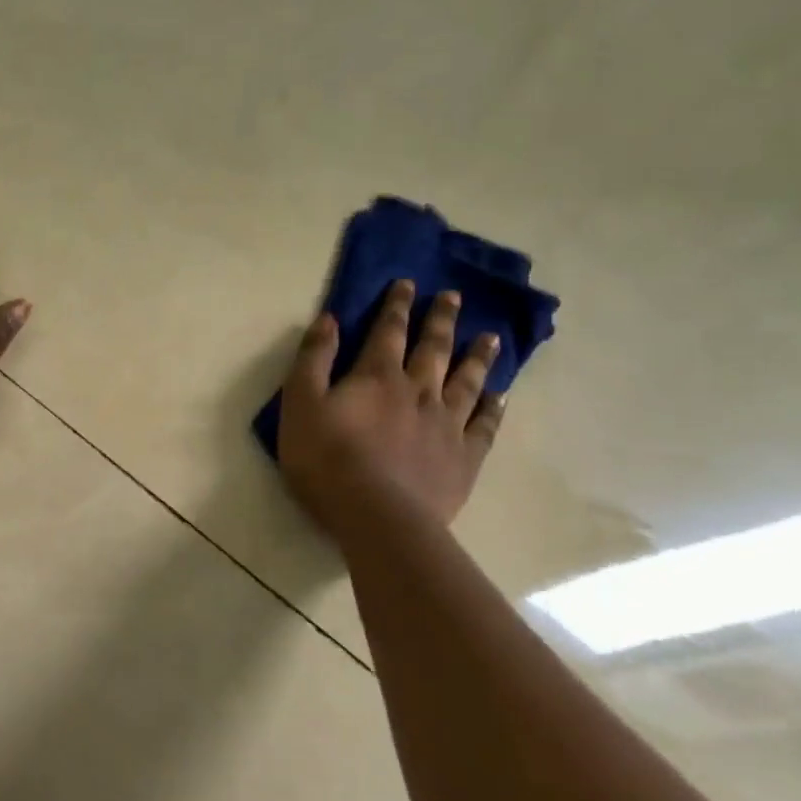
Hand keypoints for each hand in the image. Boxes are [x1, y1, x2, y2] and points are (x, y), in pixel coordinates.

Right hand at [277, 282, 505, 527]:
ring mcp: (446, 424)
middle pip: (433, 348)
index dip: (397, 305)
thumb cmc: (327, 459)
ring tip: (490, 337)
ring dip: (477, 357)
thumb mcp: (301, 403)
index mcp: (377, 376)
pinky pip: (483, 425)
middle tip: (454, 297)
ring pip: (467, 381)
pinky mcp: (463, 458)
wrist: (377, 517)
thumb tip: (330, 319)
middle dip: (442, 320)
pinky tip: (499, 396)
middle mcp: (418, 391)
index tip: (408, 283)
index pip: (388, 331)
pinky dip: (492, 408)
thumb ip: (314, 359)